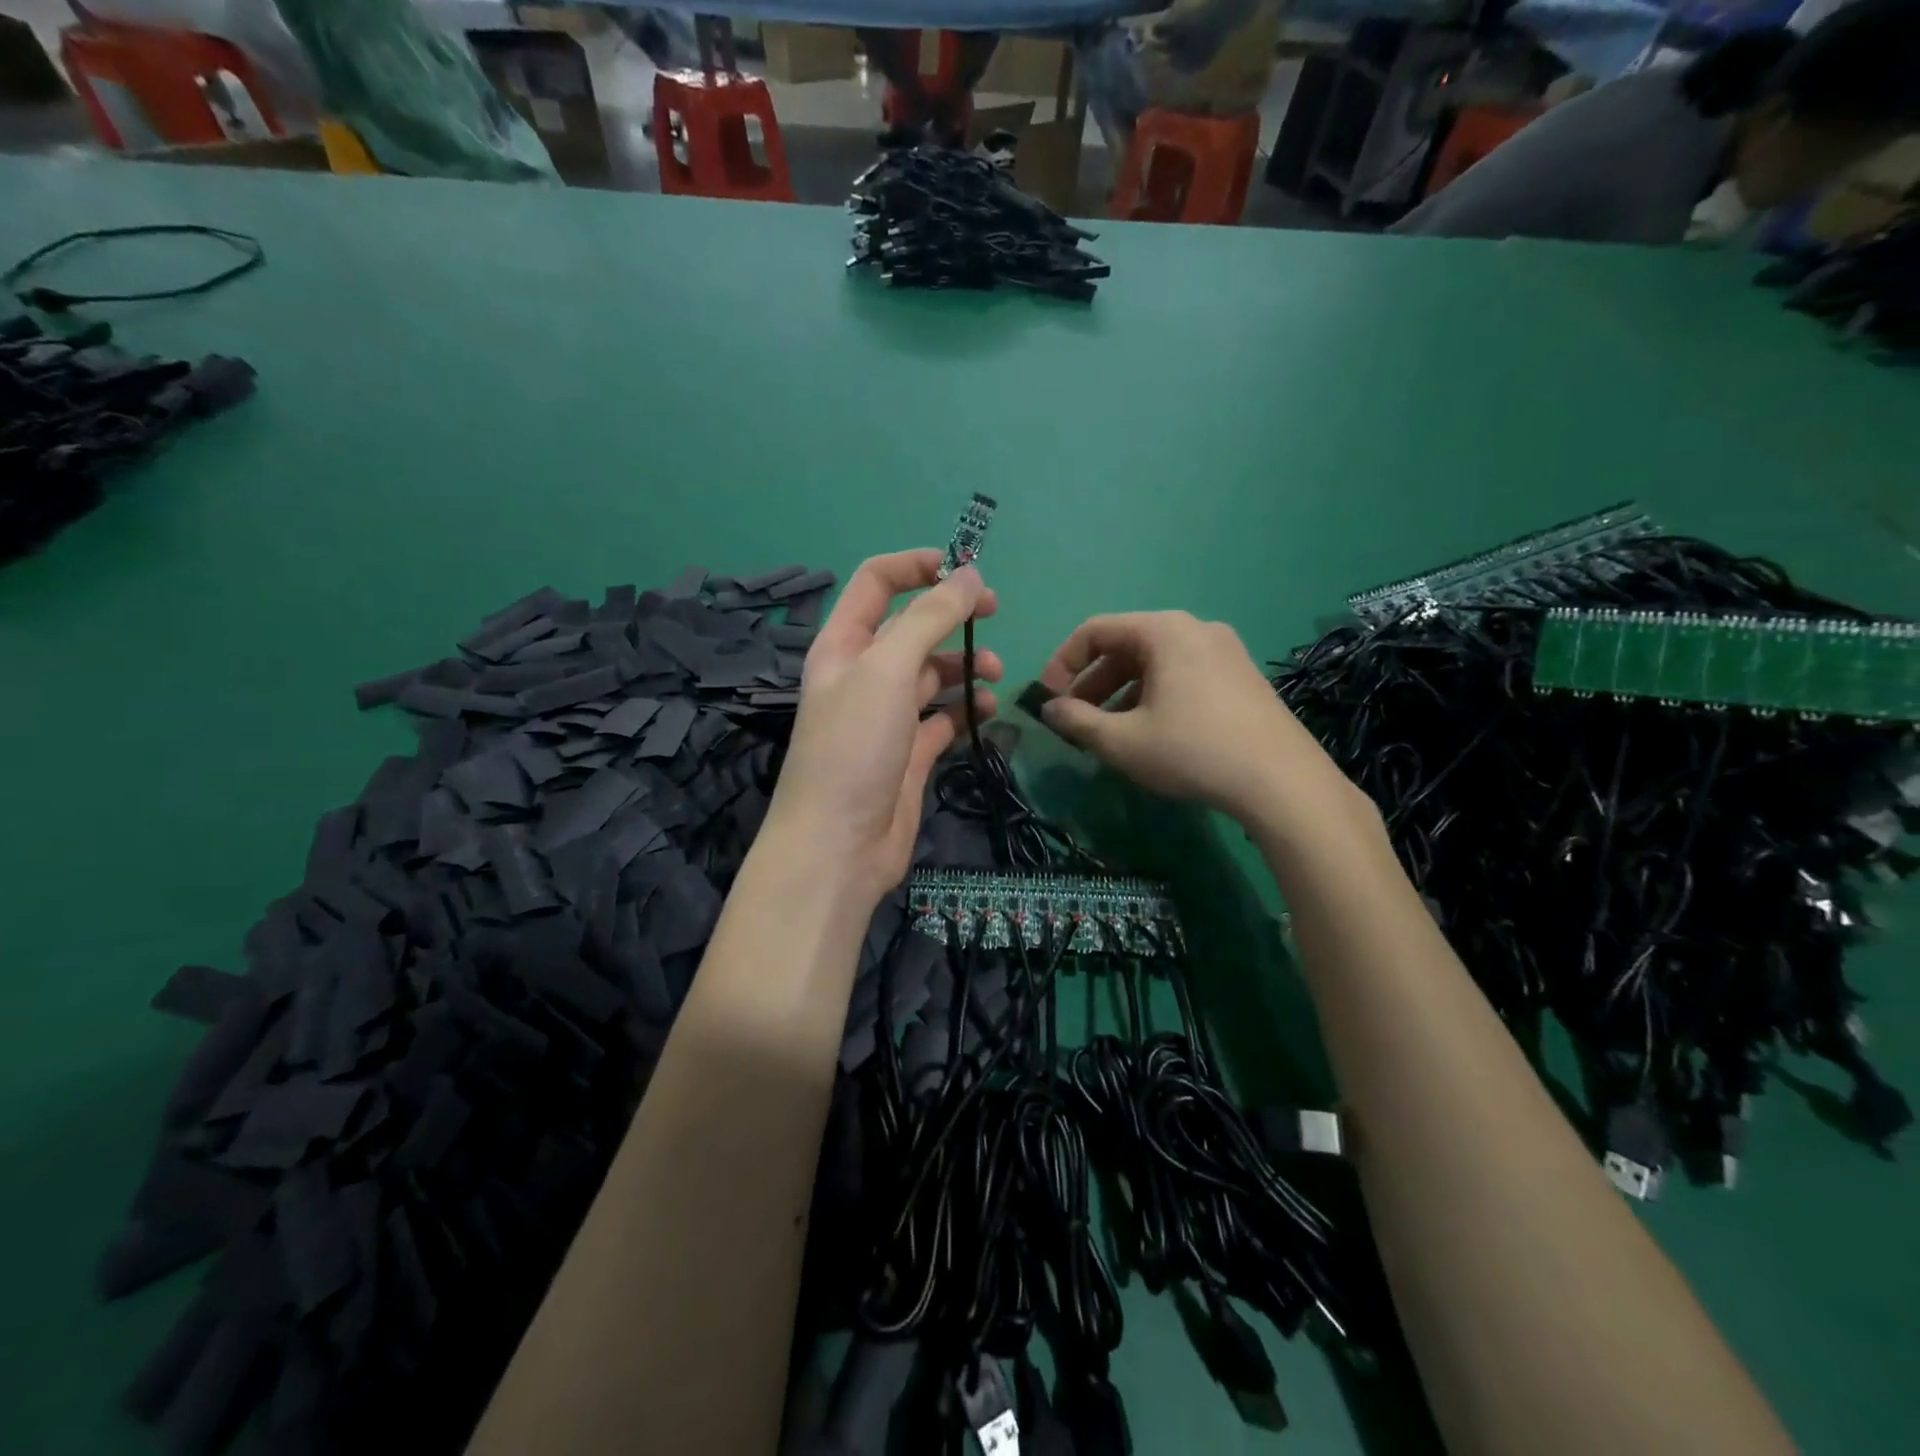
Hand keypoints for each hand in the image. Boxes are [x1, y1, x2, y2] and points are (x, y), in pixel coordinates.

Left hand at [764, 550, 1001, 905]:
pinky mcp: (909, 753)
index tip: (965, 569)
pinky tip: (984, 711)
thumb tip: (969, 575)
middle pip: (911, 627)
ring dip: (965, 666)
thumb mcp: (887, 669)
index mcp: (844, 645)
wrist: (839, 845)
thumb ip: (929, 618)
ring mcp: (886, 716)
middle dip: (952, 616)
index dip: (917, 566)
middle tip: (994, 615)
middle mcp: (863, 675)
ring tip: (995, 676)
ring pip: (932, 673)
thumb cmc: (854, 747)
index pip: (876, 582)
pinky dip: (964, 709)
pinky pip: (942, 718)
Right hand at [1037, 612, 1365, 833]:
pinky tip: (1150, 732)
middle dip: (1092, 682)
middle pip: (1127, 645)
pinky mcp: (1242, 677)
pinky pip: (1183, 675)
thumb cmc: (1192, 751)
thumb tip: (1049, 709)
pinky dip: (1154, 696)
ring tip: (1108, 732)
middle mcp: (1196, 629)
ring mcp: (1225, 651)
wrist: (1282, 782)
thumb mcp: (1122, 741)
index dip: (1063, 663)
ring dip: (1121, 692)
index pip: (1096, 631)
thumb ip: (1077, 721)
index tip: (1048, 698)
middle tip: (1074, 719)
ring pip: (1156, 663)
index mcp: (1164, 631)